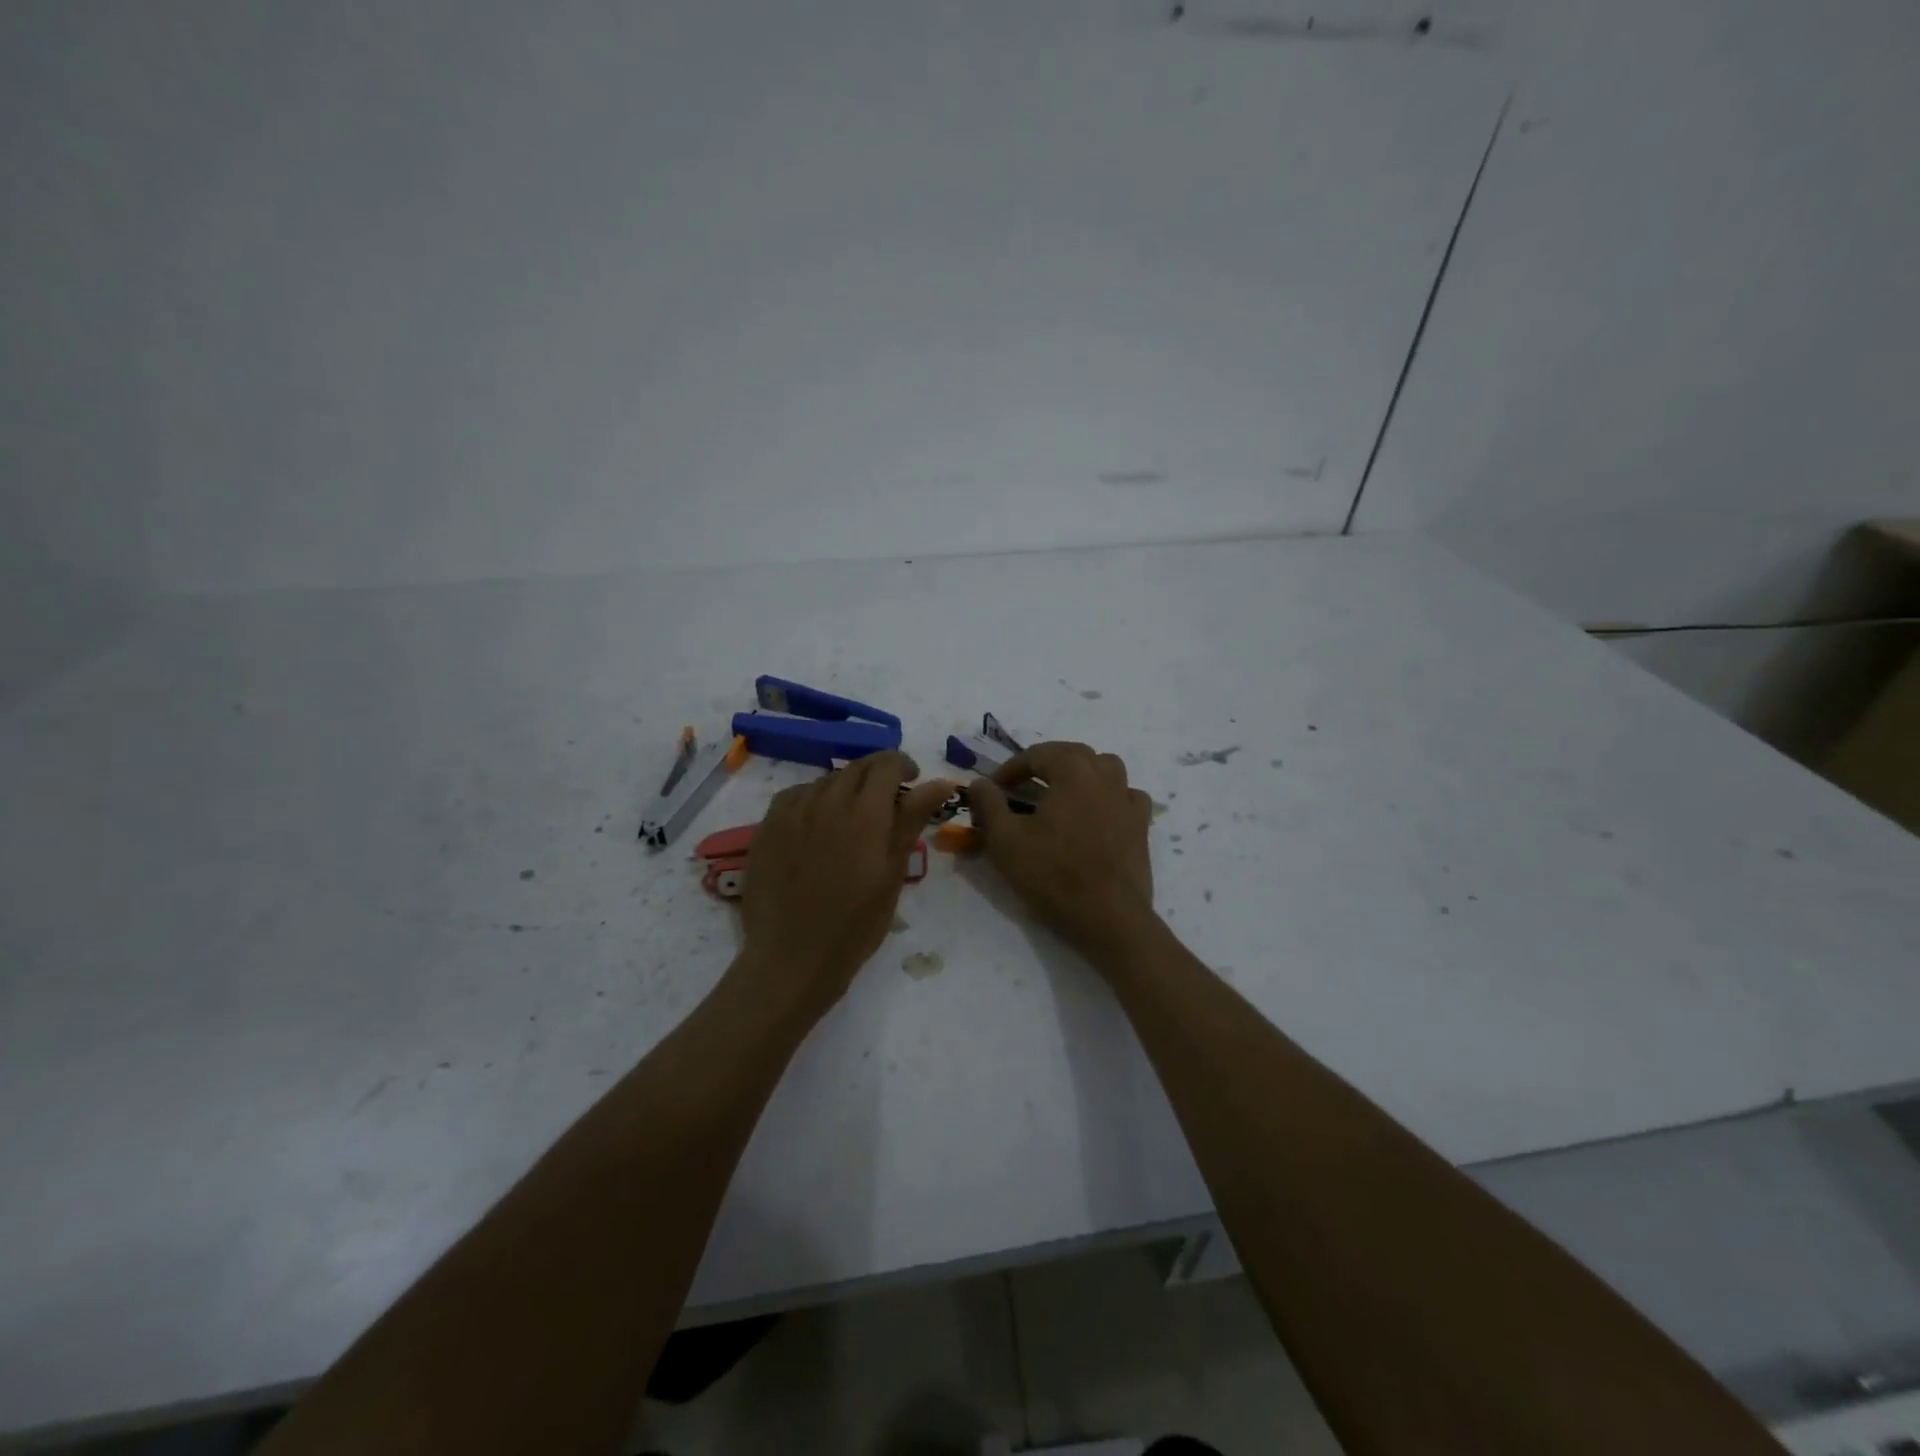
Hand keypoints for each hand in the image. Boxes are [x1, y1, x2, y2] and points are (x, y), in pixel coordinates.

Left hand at [738, 751, 953, 1016]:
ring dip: (845, 788)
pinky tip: (817, 824)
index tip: (912, 781)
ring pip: (826, 780)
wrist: (792, 958)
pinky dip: (814, 799)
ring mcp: (792, 812)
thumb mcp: (893, 873)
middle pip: (856, 768)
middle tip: (886, 803)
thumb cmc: (856, 924)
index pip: (886, 763)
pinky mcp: (767, 826)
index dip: (903, 765)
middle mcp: (826, 800)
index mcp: (865, 812)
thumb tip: (939, 783)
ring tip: (851, 819)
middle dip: (876, 775)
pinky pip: (795, 795)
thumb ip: (911, 820)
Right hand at [968, 742, 1157, 957]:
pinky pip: (1126, 796)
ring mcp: (1127, 799)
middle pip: (1072, 753)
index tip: (993, 789)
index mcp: (1072, 770)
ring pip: (1105, 768)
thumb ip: (988, 804)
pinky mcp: (1141, 825)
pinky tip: (1099, 812)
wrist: (1108, 916)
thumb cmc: (1052, 874)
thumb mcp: (1005, 839)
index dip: (1010, 769)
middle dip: (1044, 764)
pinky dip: (1110, 796)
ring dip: (1080, 772)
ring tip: (1062, 792)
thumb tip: (980, 782)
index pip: (1036, 754)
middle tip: (1022, 786)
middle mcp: (1104, 775)